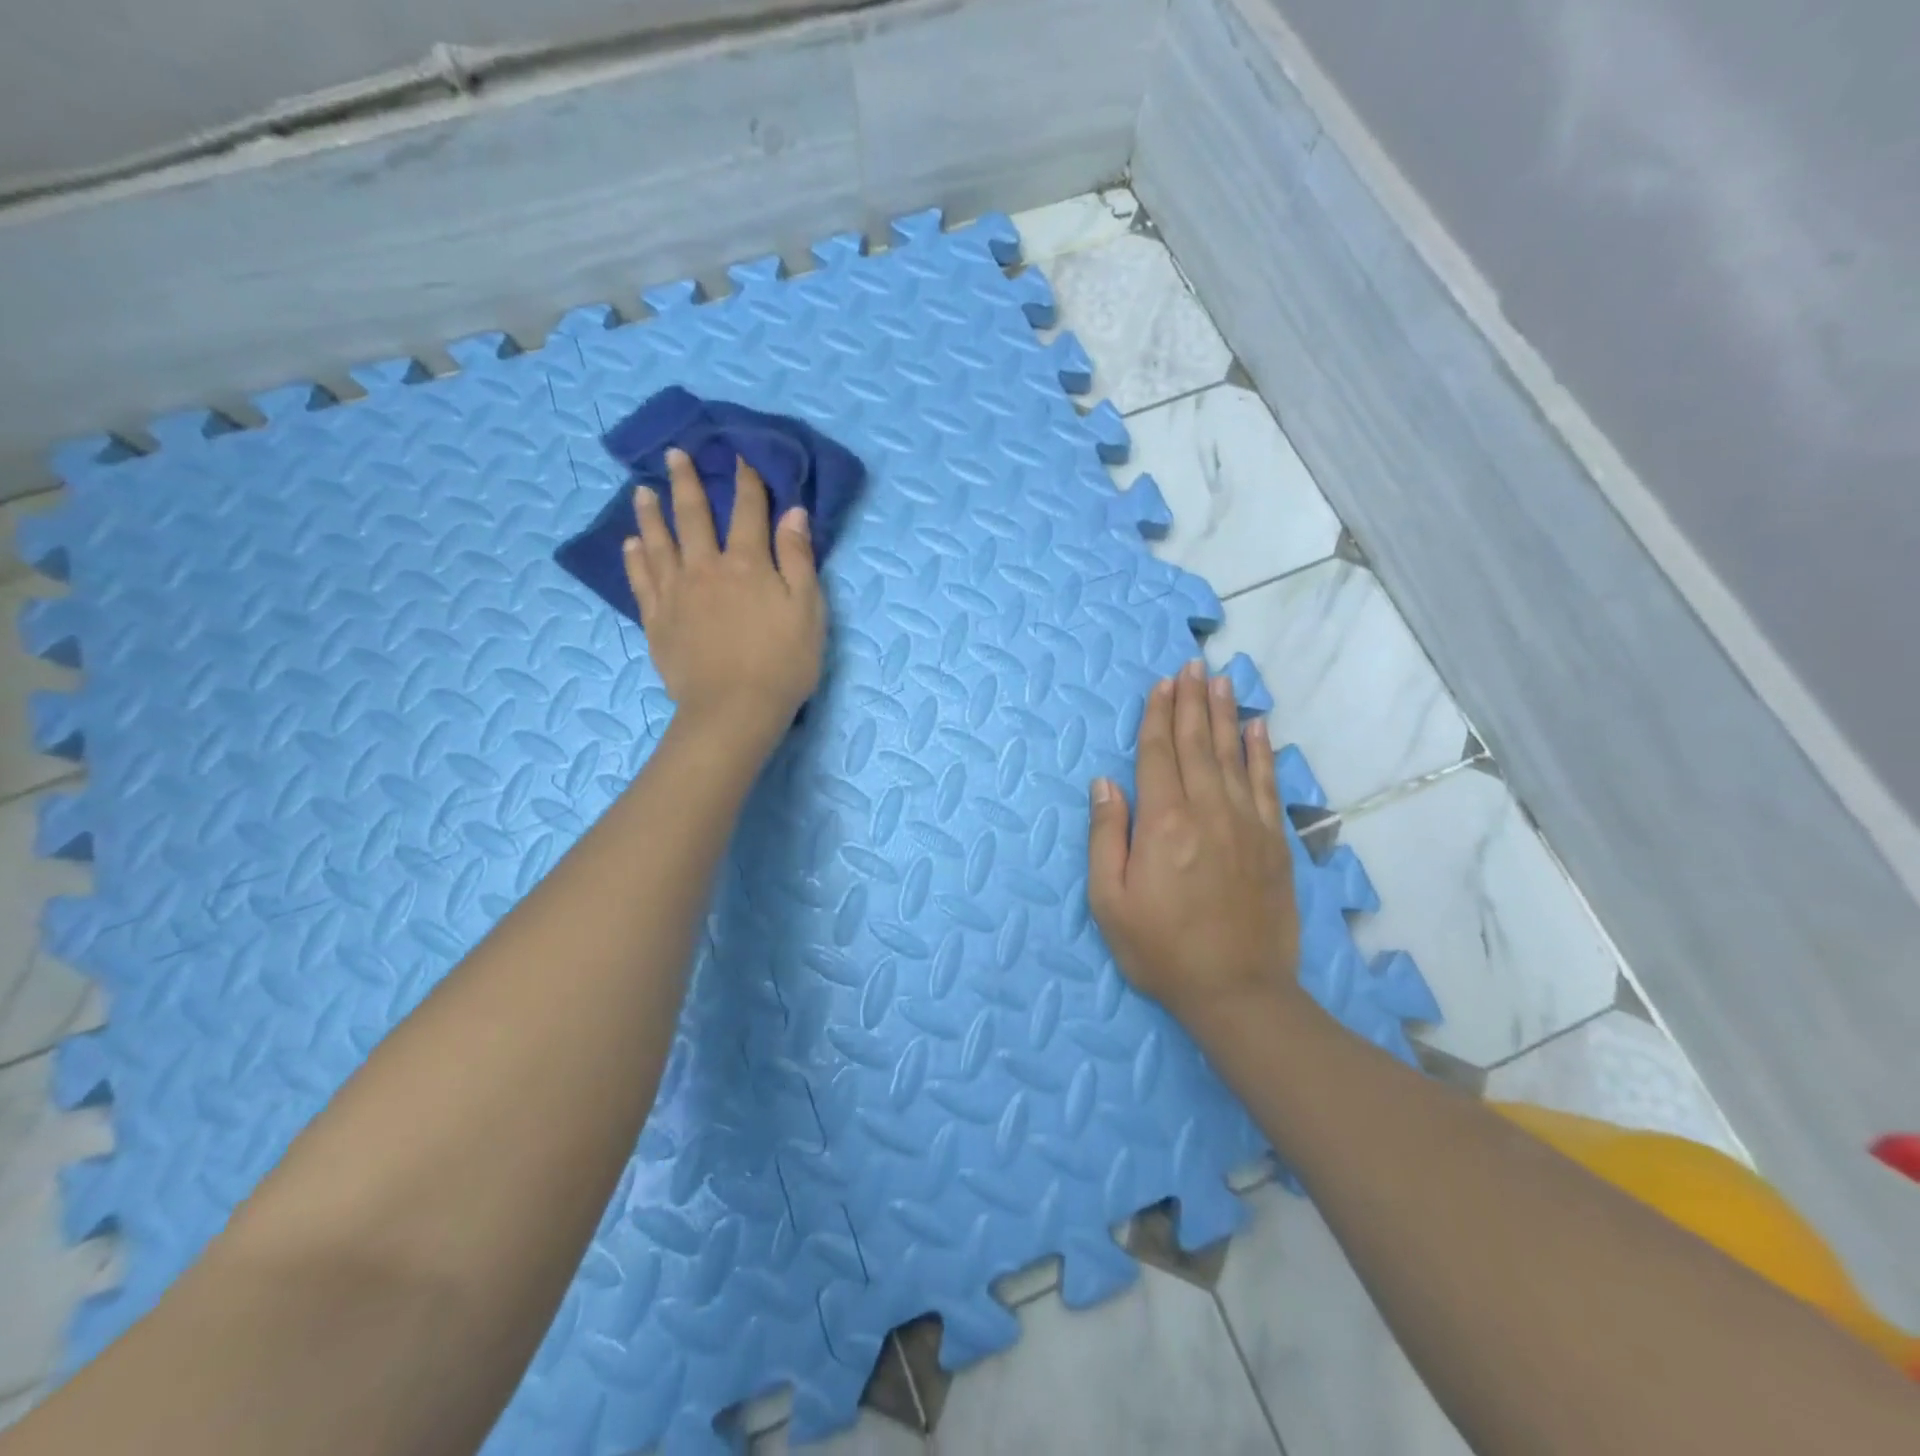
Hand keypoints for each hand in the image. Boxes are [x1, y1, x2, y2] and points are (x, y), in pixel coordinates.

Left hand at [622, 449, 825, 747]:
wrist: (734, 710)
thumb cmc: (783, 663)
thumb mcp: (808, 610)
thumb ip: (799, 559)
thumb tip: (793, 512)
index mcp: (748, 564)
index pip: (749, 511)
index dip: (747, 481)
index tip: (740, 453)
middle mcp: (706, 568)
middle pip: (694, 516)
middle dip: (687, 481)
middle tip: (675, 454)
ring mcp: (676, 593)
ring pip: (660, 542)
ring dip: (652, 513)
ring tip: (643, 491)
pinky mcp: (657, 620)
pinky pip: (642, 580)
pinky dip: (636, 557)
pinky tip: (632, 543)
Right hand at [1087, 660, 1307, 1038]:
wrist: (1238, 992)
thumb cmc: (1161, 949)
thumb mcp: (1110, 901)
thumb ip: (1105, 836)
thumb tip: (1104, 783)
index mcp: (1163, 824)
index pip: (1158, 756)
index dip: (1158, 717)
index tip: (1161, 684)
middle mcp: (1207, 812)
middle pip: (1197, 745)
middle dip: (1191, 702)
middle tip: (1191, 665)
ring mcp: (1247, 825)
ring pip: (1233, 756)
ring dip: (1224, 714)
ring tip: (1221, 680)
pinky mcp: (1274, 843)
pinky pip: (1267, 785)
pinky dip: (1262, 752)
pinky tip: (1258, 728)